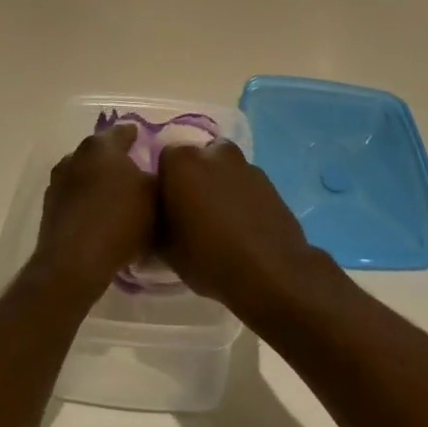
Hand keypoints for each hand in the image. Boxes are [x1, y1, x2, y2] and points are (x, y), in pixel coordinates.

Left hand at [29, 123, 157, 302]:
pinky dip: (87, 202)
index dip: (135, 135)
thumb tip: (154, 172)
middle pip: (100, 152)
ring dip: (98, 181)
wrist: (75, 262)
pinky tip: (100, 216)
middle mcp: (75, 157)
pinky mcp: (49, 209)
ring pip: (84, 174)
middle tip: (134, 170)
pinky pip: (75, 198)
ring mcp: (58, 183)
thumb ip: (158, 177)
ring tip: (116, 196)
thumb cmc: (121, 221)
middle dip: (115, 159)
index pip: (121, 132)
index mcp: (101, 147)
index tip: (144, 139)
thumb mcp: (155, 197)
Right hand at [157, 140, 329, 322]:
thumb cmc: (209, 257)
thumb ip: (156, 223)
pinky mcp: (269, 181)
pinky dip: (240, 198)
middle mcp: (214, 153)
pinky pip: (244, 185)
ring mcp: (245, 165)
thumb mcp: (165, 249)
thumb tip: (157, 218)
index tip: (167, 209)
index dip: (165, 185)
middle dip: (193, 180)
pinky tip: (242, 227)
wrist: (271, 273)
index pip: (164, 161)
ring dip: (218, 187)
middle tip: (191, 213)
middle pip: (196, 161)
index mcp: (182, 162)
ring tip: (219, 223)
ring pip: (223, 171)